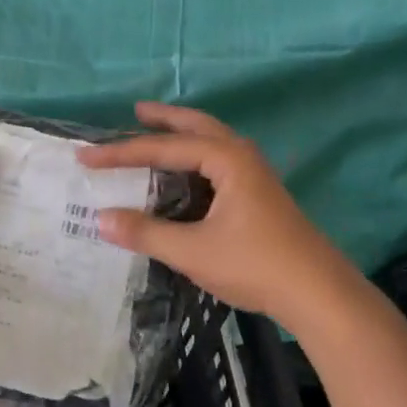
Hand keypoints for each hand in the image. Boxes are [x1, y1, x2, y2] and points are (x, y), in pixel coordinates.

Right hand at [79, 102, 356, 328]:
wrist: (319, 294)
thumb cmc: (256, 265)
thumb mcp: (193, 251)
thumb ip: (145, 232)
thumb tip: (100, 219)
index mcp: (227, 160)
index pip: (164, 148)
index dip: (122, 153)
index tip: (86, 156)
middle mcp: (242, 156)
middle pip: (197, 126)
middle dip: (165, 119)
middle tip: (136, 111)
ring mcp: (255, 175)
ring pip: (212, 142)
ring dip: (183, 135)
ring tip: (157, 133)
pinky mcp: (260, 195)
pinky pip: (219, 161)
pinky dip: (196, 158)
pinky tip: (186, 175)